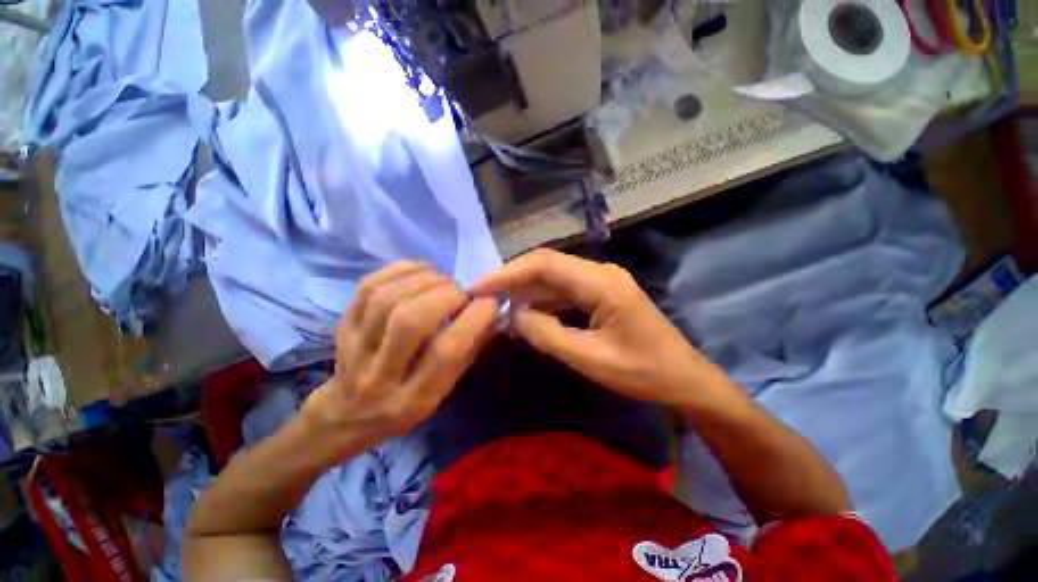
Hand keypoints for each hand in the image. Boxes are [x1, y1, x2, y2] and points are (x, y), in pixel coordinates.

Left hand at [301, 262, 497, 459]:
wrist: (348, 414)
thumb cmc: (406, 405)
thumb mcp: (443, 391)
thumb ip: (468, 352)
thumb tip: (494, 315)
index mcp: (413, 398)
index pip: (446, 352)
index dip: (474, 318)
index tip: (490, 301)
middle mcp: (379, 375)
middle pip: (410, 320)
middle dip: (447, 295)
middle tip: (463, 292)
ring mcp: (354, 347)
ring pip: (387, 299)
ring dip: (425, 281)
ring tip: (445, 282)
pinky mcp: (343, 325)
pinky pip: (368, 286)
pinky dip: (401, 270)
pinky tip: (423, 270)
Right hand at [470, 249, 733, 410]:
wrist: (683, 377)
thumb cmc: (643, 372)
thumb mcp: (591, 359)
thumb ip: (548, 335)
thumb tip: (513, 316)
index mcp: (602, 283)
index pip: (545, 265)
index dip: (509, 273)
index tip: (479, 287)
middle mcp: (600, 273)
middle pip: (547, 266)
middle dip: (512, 280)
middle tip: (482, 297)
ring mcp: (600, 281)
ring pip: (553, 278)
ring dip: (525, 291)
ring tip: (497, 308)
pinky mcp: (599, 293)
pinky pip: (563, 291)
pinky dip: (541, 301)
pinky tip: (525, 315)